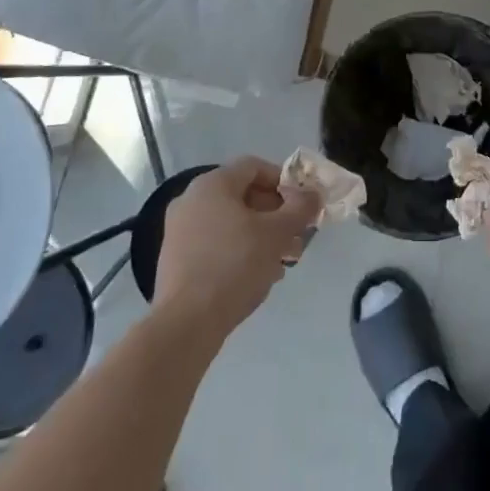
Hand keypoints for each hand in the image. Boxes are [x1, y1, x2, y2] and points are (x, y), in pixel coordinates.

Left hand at [152, 158, 319, 340]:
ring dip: (261, 235)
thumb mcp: (278, 233)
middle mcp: (191, 200)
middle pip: (244, 195)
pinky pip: (216, 243)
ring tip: (284, 260)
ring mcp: (180, 231)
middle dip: (276, 213)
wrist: (186, 323)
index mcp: (212, 184)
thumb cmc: (235, 264)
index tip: (302, 204)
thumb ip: (300, 208)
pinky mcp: (176, 259)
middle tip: (297, 235)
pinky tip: (259, 275)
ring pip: (231, 222)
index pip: (255, 167)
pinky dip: (239, 250)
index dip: (284, 180)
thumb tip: (313, 195)